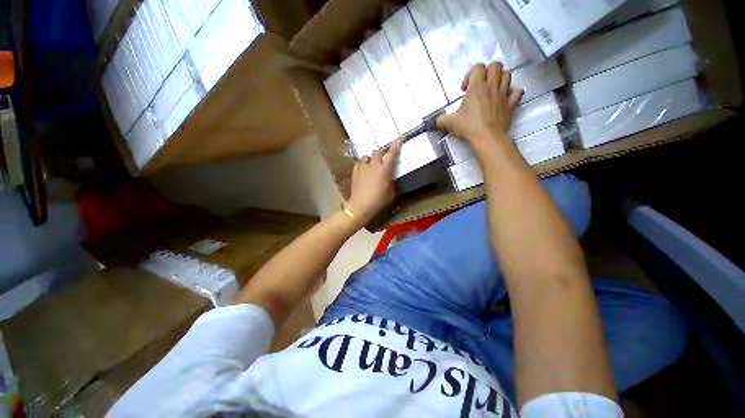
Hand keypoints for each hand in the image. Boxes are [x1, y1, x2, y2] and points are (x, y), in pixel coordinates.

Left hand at [346, 139, 401, 225]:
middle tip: (384, 159)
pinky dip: (363, 164)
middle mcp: (373, 165)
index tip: (399, 138)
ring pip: (367, 156)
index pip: (392, 154)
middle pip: (378, 152)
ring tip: (373, 164)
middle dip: (382, 153)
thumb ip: (392, 182)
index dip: (396, 145)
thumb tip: (390, 177)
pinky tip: (364, 169)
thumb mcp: (391, 193)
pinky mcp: (355, 172)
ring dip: (372, 159)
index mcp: (385, 170)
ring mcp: (363, 168)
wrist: (360, 206)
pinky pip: (360, 163)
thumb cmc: (378, 201)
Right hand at [437, 62, 523, 150]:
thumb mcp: (450, 123)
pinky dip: (513, 92)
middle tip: (480, 85)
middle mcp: (492, 86)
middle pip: (496, 65)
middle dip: (488, 72)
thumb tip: (438, 120)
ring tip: (492, 90)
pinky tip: (506, 98)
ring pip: (508, 75)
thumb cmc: (468, 127)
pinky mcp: (512, 103)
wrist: (487, 137)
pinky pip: (518, 91)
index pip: (477, 67)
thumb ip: (442, 119)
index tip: (465, 89)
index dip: (470, 75)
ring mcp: (504, 93)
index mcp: (477, 87)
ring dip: (500, 79)